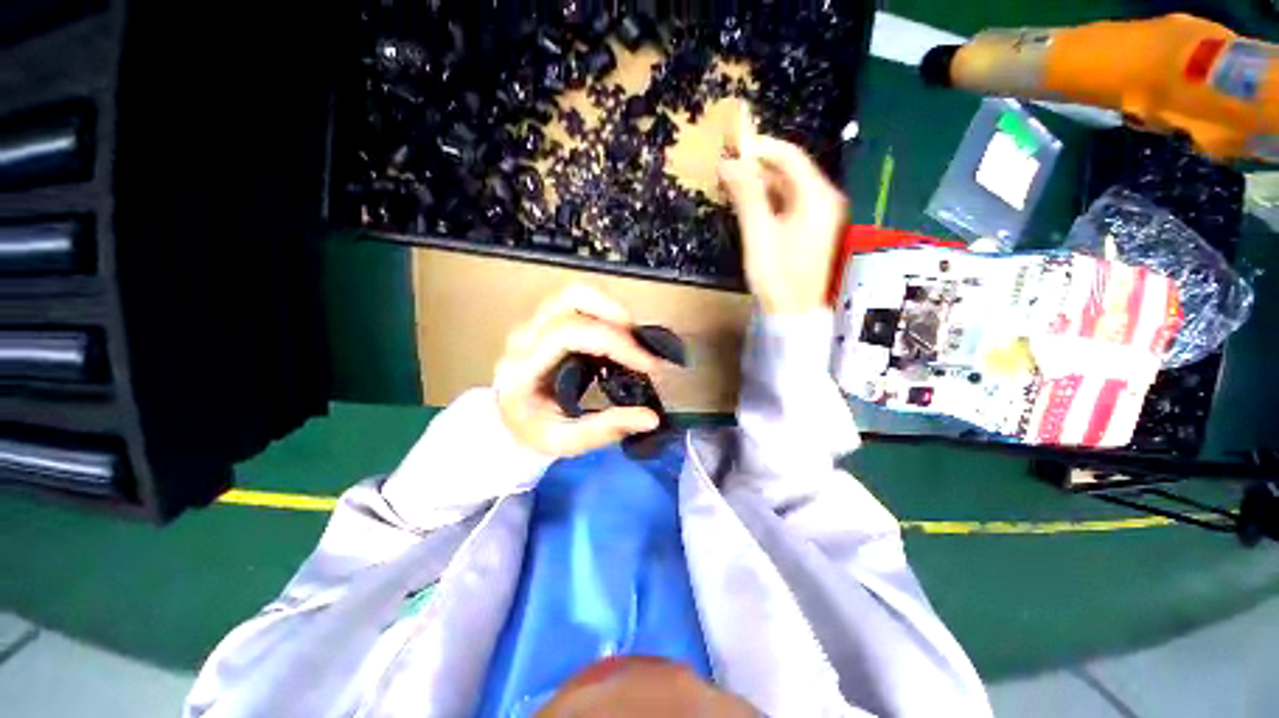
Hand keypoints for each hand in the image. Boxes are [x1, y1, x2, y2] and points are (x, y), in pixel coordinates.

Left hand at [494, 285, 664, 456]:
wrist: (508, 420)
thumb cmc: (534, 431)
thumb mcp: (566, 441)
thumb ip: (606, 429)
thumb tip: (651, 417)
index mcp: (522, 368)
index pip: (568, 334)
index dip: (615, 343)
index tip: (648, 365)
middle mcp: (526, 336)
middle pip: (572, 298)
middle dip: (617, 315)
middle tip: (642, 347)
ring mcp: (535, 323)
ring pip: (577, 293)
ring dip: (613, 309)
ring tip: (634, 340)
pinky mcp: (548, 320)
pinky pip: (581, 302)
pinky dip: (608, 313)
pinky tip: (620, 339)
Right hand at [719, 134, 847, 314]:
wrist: (792, 312)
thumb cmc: (776, 273)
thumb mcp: (758, 232)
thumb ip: (745, 194)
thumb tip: (728, 162)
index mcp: (816, 196)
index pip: (789, 156)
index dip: (760, 147)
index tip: (732, 146)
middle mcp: (824, 199)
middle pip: (790, 170)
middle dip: (758, 166)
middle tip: (727, 168)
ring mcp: (819, 216)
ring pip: (788, 188)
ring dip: (760, 184)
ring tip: (731, 186)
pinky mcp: (811, 230)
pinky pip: (789, 204)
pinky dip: (768, 200)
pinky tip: (748, 205)